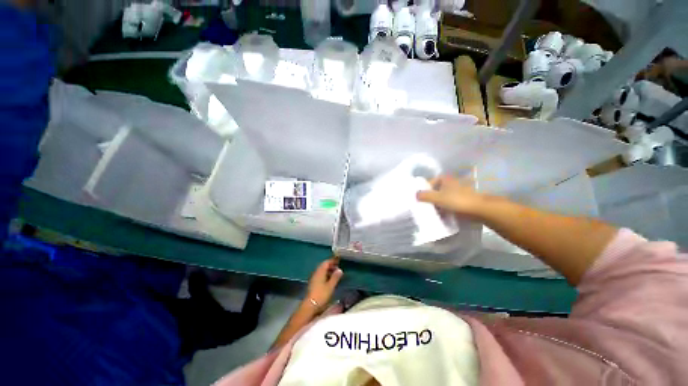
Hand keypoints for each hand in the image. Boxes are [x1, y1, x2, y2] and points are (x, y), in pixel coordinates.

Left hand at [306, 257, 342, 311]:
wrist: (310, 305)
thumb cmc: (321, 295)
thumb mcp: (330, 286)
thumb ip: (335, 277)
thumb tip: (340, 270)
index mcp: (320, 271)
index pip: (326, 262)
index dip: (332, 260)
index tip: (339, 260)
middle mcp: (316, 272)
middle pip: (323, 265)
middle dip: (331, 265)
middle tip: (338, 267)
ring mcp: (314, 278)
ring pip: (321, 270)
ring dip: (328, 270)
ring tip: (335, 273)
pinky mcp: (313, 283)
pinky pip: (320, 275)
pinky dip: (325, 274)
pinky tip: (329, 279)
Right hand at [416, 175, 490, 215]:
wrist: (479, 209)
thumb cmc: (457, 200)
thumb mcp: (437, 197)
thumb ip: (425, 195)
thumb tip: (415, 194)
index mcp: (445, 179)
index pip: (429, 182)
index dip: (423, 189)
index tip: (419, 198)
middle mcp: (450, 183)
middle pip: (435, 190)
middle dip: (429, 198)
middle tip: (423, 206)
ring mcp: (456, 192)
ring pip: (441, 198)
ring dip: (436, 204)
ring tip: (430, 212)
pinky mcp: (460, 201)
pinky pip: (448, 204)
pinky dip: (443, 208)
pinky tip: (440, 215)